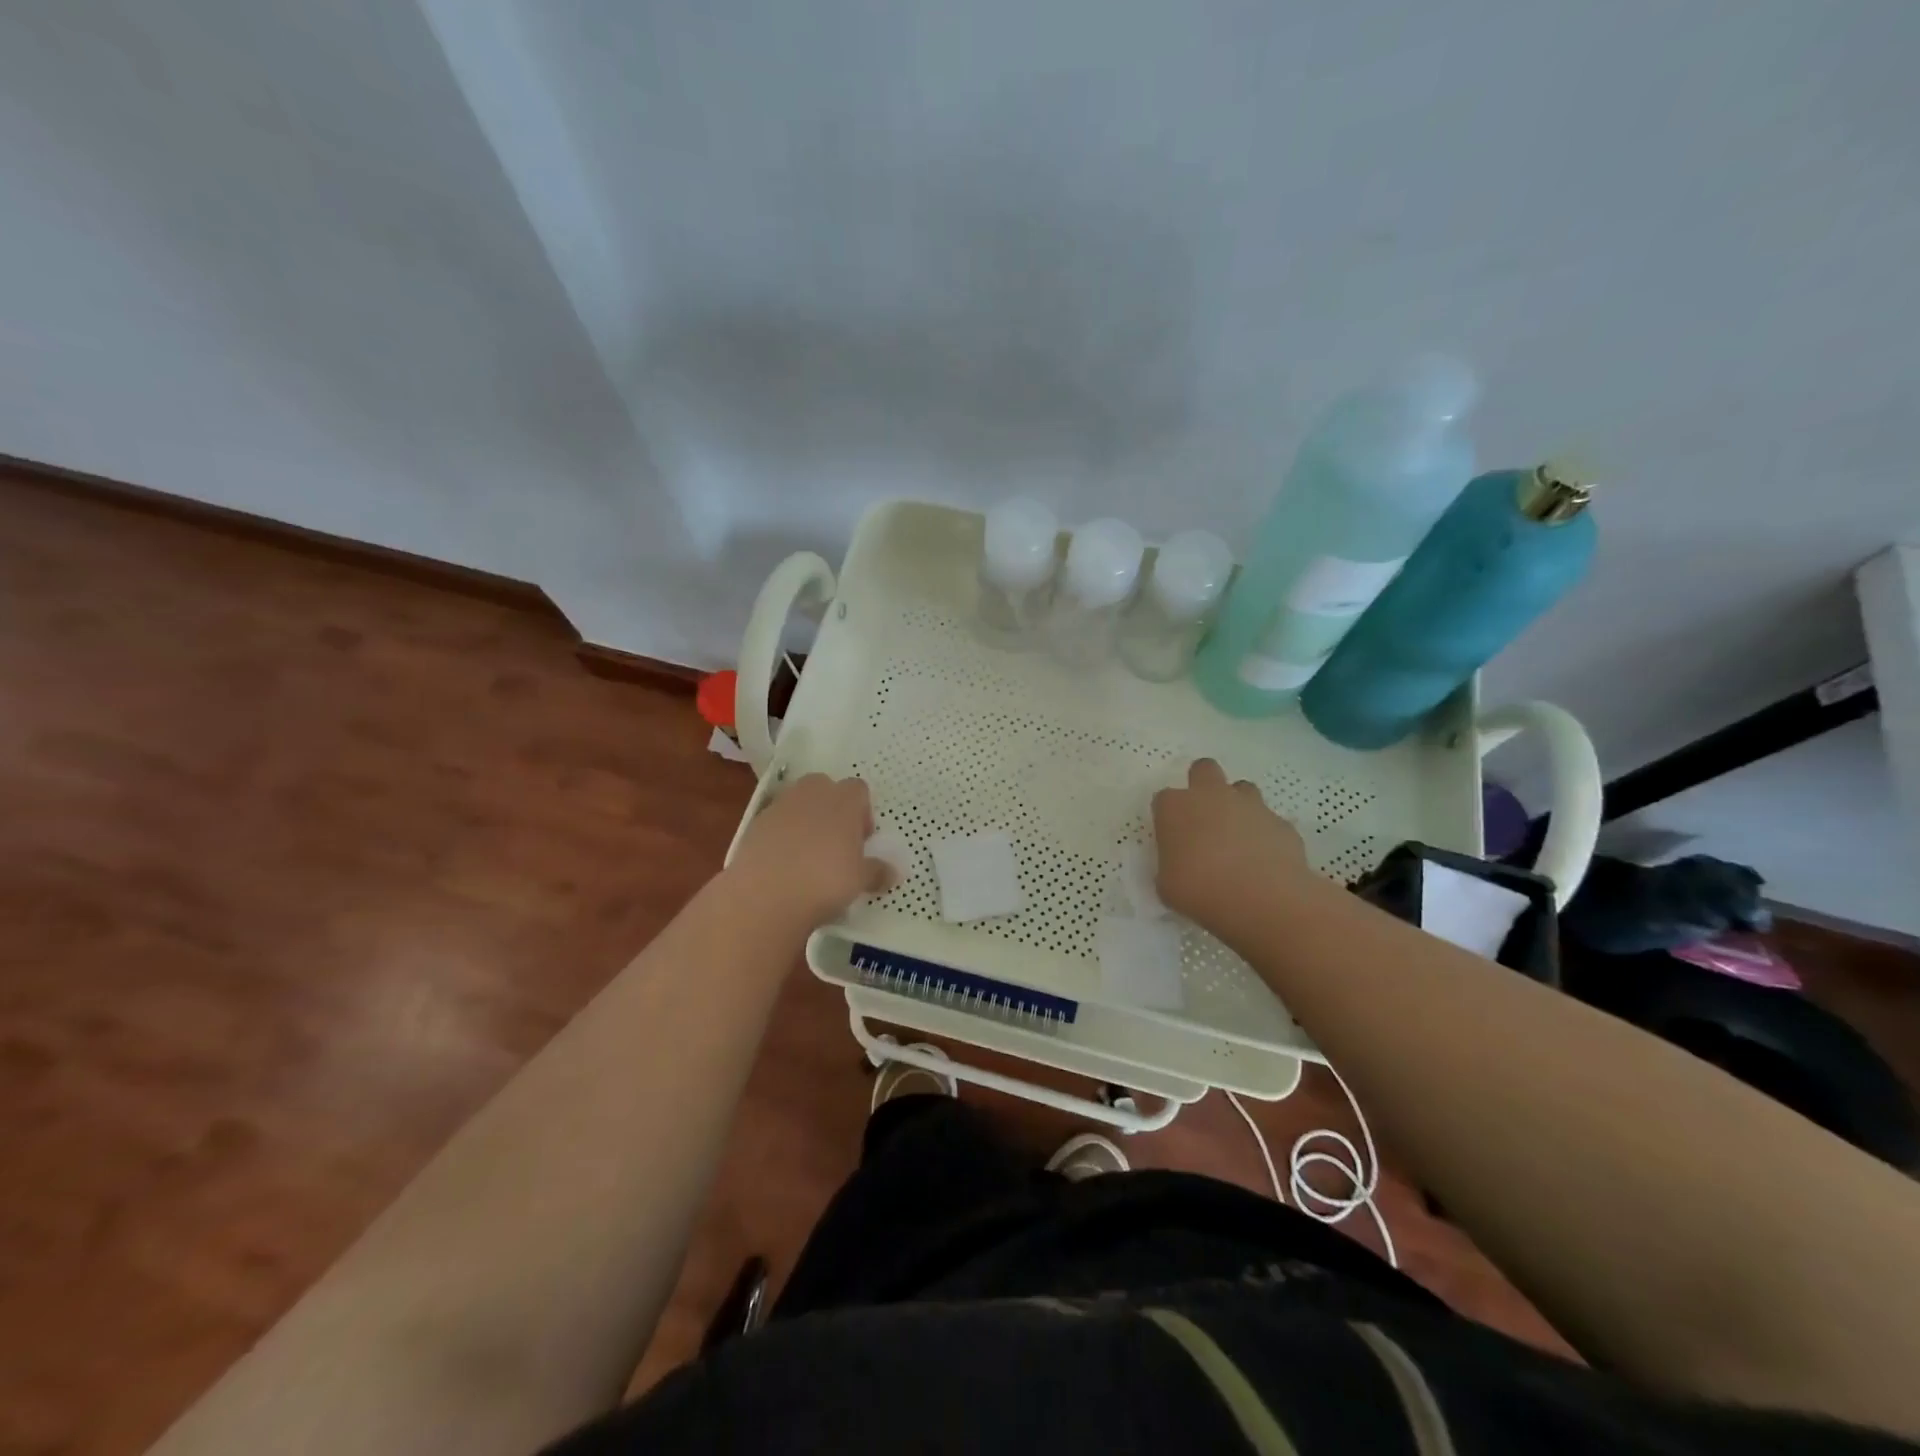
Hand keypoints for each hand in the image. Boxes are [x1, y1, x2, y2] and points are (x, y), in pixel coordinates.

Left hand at [726, 774, 890, 931]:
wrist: (764, 895)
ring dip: (806, 821)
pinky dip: (782, 836)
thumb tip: (893, 872)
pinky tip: (784, 865)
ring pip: (798, 803)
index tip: (862, 840)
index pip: (859, 790)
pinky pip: (776, 822)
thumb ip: (877, 871)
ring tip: (809, 856)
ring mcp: (780, 806)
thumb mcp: (860, 880)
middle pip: (825, 788)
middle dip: (832, 809)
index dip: (863, 812)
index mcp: (843, 800)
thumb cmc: (825, 881)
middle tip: (837, 843)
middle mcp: (812, 794)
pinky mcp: (754, 824)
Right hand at [1152, 759, 1314, 934]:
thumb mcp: (1167, 885)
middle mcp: (1211, 795)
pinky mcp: (1281, 823)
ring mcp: (1250, 805)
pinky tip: (1265, 861)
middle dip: (1203, 785)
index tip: (1172, 839)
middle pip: (1204, 770)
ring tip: (1237, 839)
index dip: (1168, 817)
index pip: (1164, 799)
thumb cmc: (1200, 890)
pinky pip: (1269, 822)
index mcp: (1175, 807)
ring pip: (1242, 789)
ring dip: (1238, 806)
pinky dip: (1266, 835)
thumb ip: (1170, 866)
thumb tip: (1180, 865)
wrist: (1263, 898)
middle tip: (1204, 819)